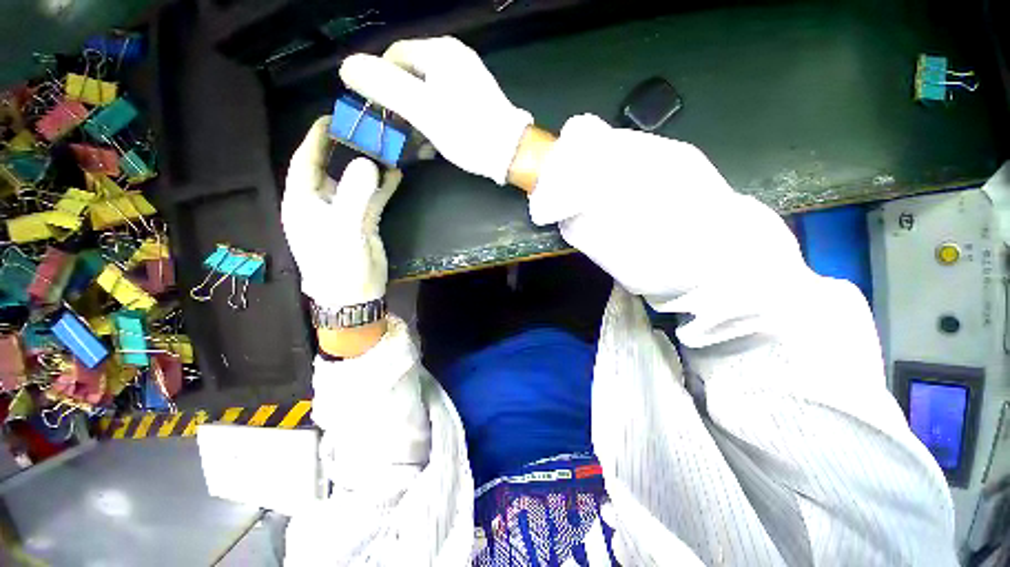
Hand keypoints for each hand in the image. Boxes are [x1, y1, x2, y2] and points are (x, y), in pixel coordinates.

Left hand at [282, 117, 401, 310]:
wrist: (355, 292)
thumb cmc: (338, 263)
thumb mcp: (343, 229)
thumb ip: (355, 195)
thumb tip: (369, 163)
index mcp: (303, 201)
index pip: (305, 161)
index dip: (316, 139)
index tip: (331, 118)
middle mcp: (322, 202)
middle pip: (332, 168)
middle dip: (345, 148)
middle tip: (364, 129)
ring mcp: (344, 212)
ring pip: (355, 182)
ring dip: (369, 167)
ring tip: (384, 147)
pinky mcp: (363, 221)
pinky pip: (373, 198)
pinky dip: (383, 187)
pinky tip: (395, 174)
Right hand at [339, 37, 532, 184]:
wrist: (510, 153)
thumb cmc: (467, 131)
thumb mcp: (422, 110)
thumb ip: (385, 86)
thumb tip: (348, 66)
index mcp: (440, 53)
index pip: (395, 56)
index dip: (380, 81)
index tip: (378, 111)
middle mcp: (454, 59)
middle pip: (412, 74)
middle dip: (399, 102)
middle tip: (395, 129)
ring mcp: (467, 80)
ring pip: (428, 93)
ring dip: (416, 116)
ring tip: (412, 141)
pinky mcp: (475, 101)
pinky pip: (444, 104)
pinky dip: (434, 121)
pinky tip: (431, 142)